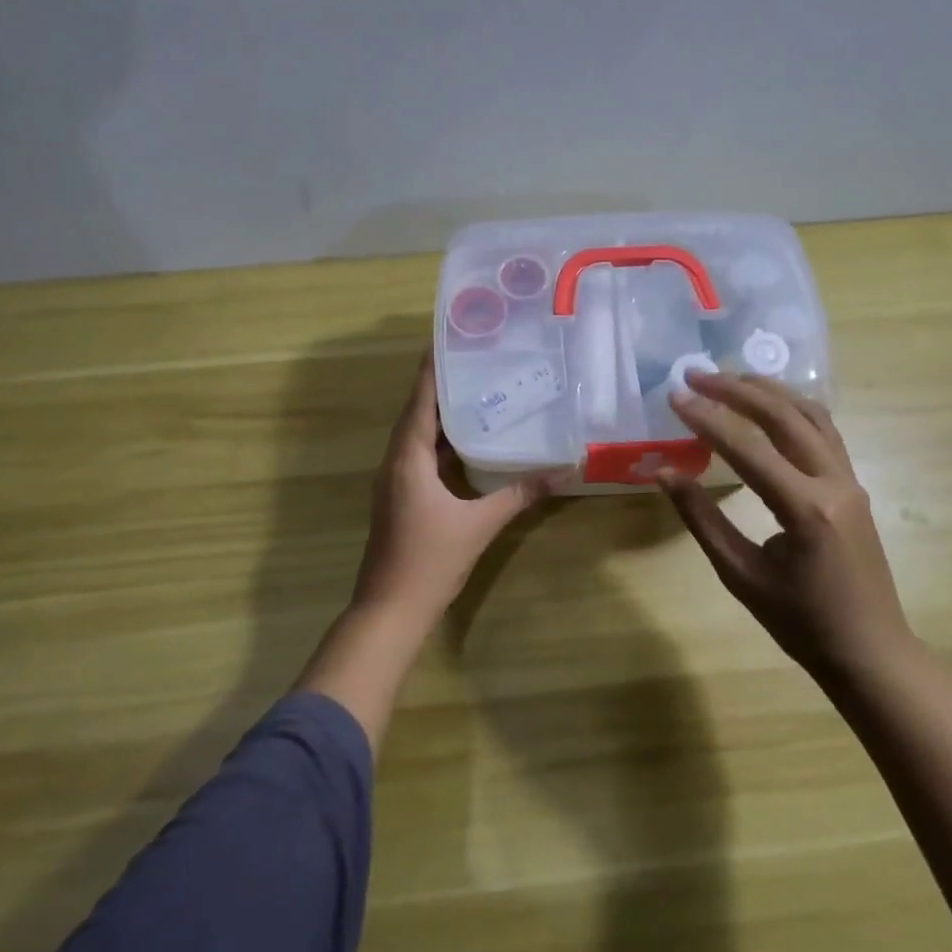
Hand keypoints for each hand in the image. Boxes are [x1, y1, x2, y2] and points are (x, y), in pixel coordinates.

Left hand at [350, 354, 555, 629]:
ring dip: (442, 417)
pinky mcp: (400, 499)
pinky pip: (420, 458)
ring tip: (477, 394)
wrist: (391, 609)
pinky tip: (468, 445)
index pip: (420, 402)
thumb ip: (518, 495)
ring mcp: (394, 482)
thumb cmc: (430, 561)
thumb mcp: (479, 525)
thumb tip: (561, 472)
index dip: (433, 371)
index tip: (450, 341)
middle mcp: (395, 463)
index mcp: (407, 459)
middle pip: (417, 414)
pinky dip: (441, 444)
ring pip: (417, 438)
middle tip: (476, 363)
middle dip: (442, 388)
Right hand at [658, 373, 910, 679]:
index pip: (748, 448)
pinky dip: (793, 408)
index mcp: (804, 509)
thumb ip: (701, 518)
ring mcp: (850, 481)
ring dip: (768, 391)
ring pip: (810, 415)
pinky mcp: (853, 486)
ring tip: (729, 377)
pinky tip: (769, 404)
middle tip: (696, 375)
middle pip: (783, 416)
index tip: (675, 397)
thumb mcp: (740, 574)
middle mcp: (833, 483)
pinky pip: (824, 432)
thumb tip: (664, 473)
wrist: (870, 651)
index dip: (707, 419)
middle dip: (736, 389)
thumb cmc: (801, 622)